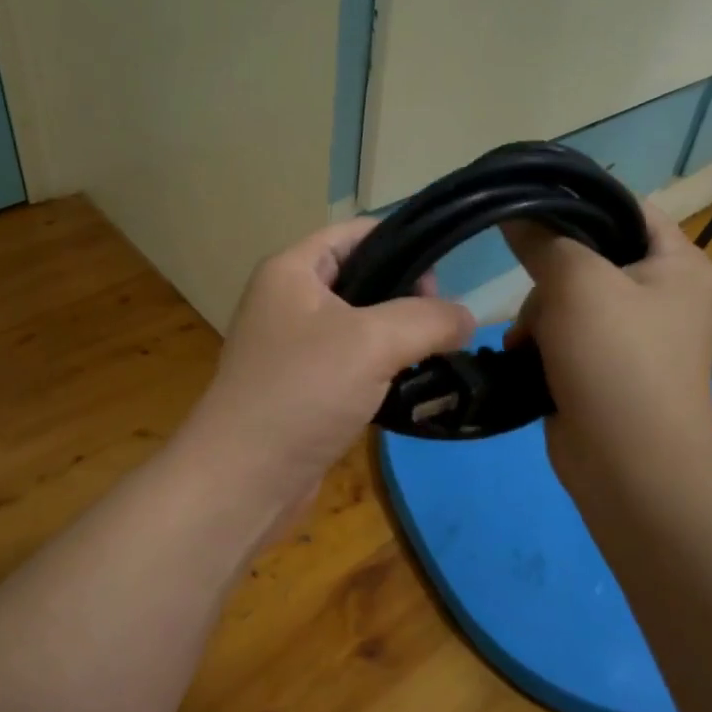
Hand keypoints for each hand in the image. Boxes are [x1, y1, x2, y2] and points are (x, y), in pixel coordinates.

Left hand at [179, 219, 474, 527]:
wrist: (244, 479)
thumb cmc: (302, 392)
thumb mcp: (372, 341)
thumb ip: (428, 319)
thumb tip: (466, 318)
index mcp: (291, 270)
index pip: (355, 232)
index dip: (402, 240)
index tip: (447, 271)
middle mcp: (288, 300)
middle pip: (361, 277)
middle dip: (406, 294)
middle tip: (443, 324)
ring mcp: (293, 347)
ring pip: (360, 325)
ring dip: (398, 337)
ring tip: (436, 354)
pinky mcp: (303, 388)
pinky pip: (351, 364)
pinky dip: (382, 369)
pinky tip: (411, 386)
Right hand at [502, 198, 711, 508]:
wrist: (629, 466)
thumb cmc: (616, 360)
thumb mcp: (578, 283)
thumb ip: (544, 240)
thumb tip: (514, 212)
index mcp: (678, 263)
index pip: (626, 208)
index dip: (577, 202)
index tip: (527, 207)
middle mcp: (661, 294)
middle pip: (588, 255)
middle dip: (549, 278)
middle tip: (535, 299)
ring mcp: (632, 335)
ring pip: (566, 298)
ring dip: (537, 315)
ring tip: (525, 342)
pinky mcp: (603, 368)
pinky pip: (562, 335)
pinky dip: (540, 343)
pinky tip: (523, 357)